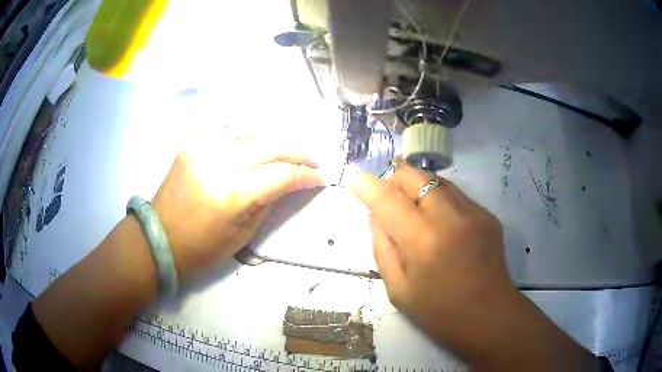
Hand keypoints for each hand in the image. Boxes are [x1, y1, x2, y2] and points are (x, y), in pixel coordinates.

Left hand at [152, 132, 330, 277]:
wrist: (159, 238)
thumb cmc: (202, 248)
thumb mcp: (243, 234)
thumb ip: (269, 202)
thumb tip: (291, 183)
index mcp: (231, 193)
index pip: (281, 174)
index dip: (306, 175)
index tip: (322, 176)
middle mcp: (217, 162)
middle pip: (270, 145)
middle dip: (299, 151)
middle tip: (316, 158)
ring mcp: (202, 147)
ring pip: (251, 130)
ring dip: (275, 138)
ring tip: (289, 150)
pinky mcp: (192, 142)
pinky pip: (227, 128)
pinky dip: (247, 133)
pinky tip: (257, 141)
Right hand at [352, 162, 599, 369]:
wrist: (489, 317)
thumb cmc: (438, 313)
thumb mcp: (397, 289)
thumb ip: (381, 246)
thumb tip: (375, 214)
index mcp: (423, 242)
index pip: (387, 198)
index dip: (367, 186)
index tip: (357, 183)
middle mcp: (450, 217)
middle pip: (414, 175)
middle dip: (394, 180)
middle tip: (389, 200)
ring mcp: (474, 212)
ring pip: (435, 179)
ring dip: (418, 189)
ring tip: (415, 213)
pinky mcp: (488, 214)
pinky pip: (455, 194)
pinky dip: (439, 200)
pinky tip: (442, 226)